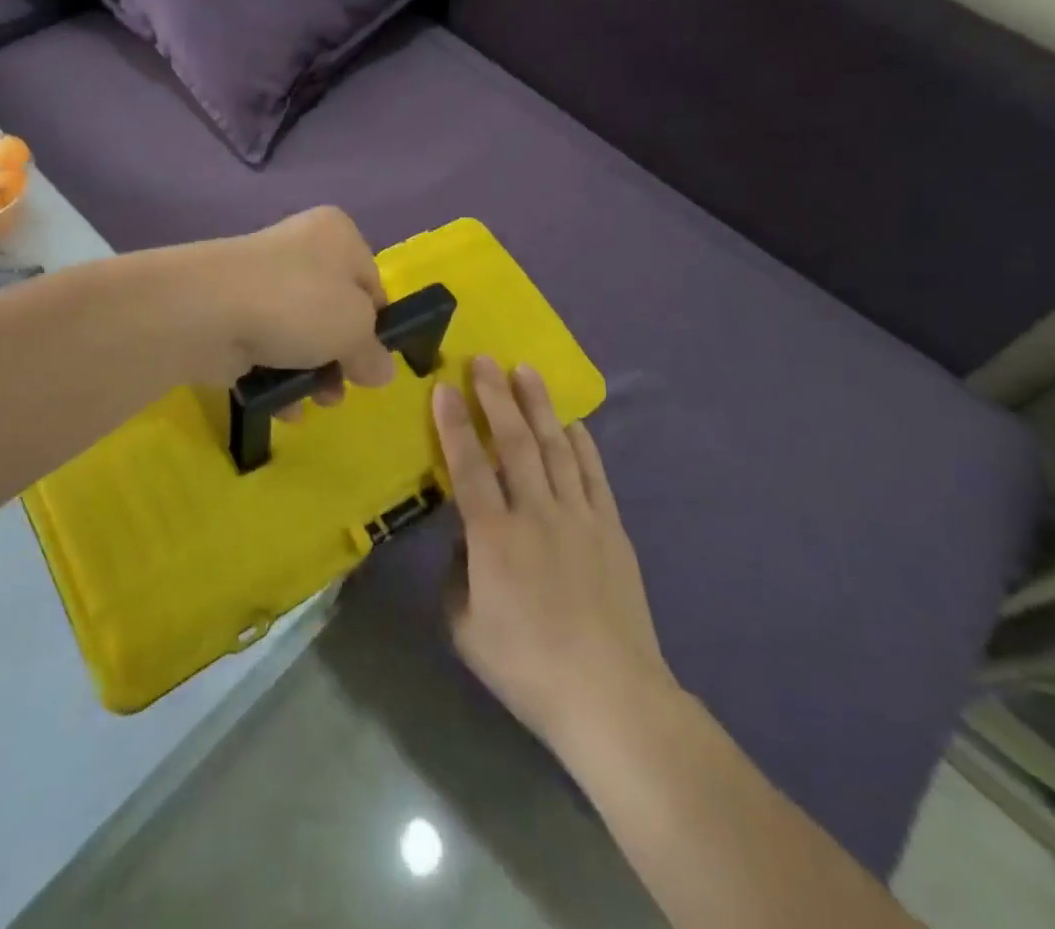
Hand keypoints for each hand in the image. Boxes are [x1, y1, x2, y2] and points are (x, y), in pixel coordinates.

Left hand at [186, 207, 396, 398]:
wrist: (208, 311)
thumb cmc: (298, 305)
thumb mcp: (355, 328)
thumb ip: (373, 353)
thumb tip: (381, 371)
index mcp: (338, 235)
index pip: (371, 283)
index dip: (376, 325)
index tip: (372, 359)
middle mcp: (301, 249)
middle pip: (336, 312)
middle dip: (342, 356)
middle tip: (343, 386)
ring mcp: (263, 282)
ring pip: (302, 334)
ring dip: (313, 373)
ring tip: (313, 401)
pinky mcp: (233, 314)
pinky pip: (267, 348)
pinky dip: (277, 376)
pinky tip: (283, 405)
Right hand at [435, 357, 674, 753]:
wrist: (610, 695)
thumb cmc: (527, 666)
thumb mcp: (466, 628)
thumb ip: (457, 575)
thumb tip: (467, 539)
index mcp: (494, 537)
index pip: (468, 466)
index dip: (454, 424)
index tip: (444, 386)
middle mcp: (536, 513)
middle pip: (513, 442)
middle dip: (496, 396)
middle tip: (484, 360)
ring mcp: (579, 516)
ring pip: (555, 447)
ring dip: (539, 406)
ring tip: (526, 371)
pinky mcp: (611, 528)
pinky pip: (594, 474)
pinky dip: (582, 444)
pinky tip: (572, 422)